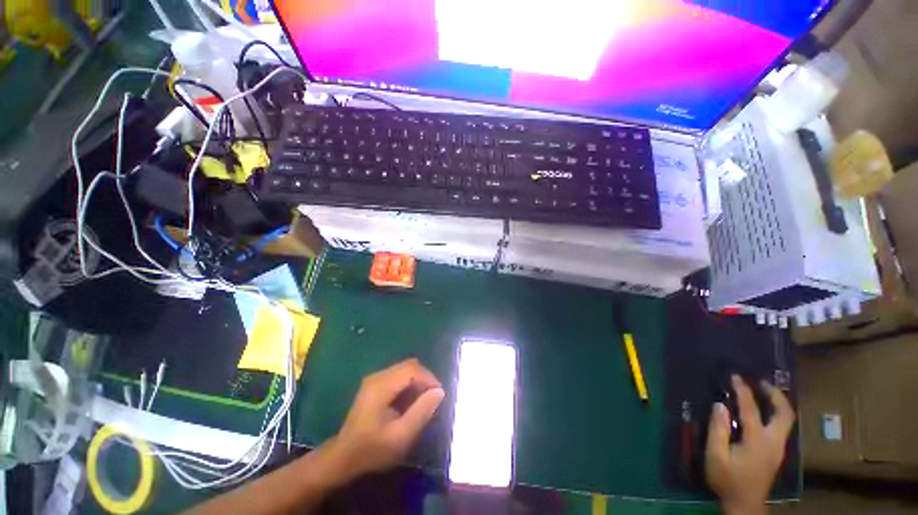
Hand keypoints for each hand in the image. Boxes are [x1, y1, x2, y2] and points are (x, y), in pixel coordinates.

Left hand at [325, 358, 444, 482]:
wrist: (343, 458)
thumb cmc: (372, 450)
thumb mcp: (400, 436)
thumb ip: (421, 412)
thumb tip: (439, 391)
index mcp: (381, 386)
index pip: (412, 369)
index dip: (429, 378)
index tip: (438, 396)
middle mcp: (378, 376)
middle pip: (409, 365)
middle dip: (425, 379)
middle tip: (432, 399)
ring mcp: (375, 379)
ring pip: (405, 369)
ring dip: (418, 381)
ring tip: (423, 401)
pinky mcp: (375, 385)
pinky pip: (399, 376)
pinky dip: (410, 384)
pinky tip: (410, 402)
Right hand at [705, 375, 794, 514]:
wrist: (745, 504)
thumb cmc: (727, 479)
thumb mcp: (716, 456)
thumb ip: (718, 430)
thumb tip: (720, 405)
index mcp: (757, 441)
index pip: (751, 409)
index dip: (743, 391)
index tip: (735, 376)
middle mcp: (774, 441)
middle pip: (785, 413)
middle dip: (776, 395)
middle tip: (761, 382)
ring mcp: (778, 448)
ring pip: (787, 420)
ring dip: (778, 403)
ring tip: (763, 392)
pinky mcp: (776, 452)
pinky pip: (781, 427)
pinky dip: (776, 413)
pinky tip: (764, 412)